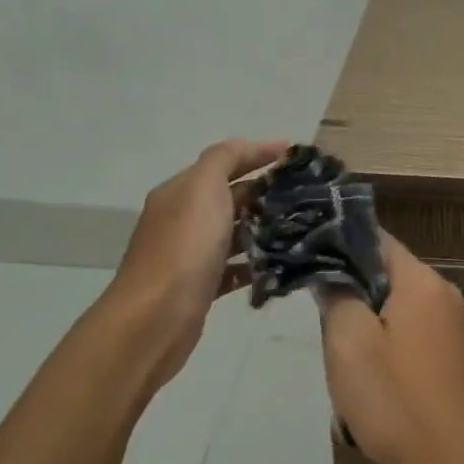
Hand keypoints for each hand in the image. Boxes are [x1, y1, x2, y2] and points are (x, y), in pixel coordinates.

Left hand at [98, 137, 288, 391]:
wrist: (156, 317)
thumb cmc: (184, 247)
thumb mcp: (204, 188)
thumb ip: (225, 159)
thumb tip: (251, 146)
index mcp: (181, 191)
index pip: (224, 161)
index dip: (259, 153)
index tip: (296, 155)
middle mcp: (183, 218)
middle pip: (230, 196)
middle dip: (266, 191)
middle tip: (307, 193)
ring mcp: (190, 254)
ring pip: (234, 232)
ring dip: (264, 227)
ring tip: (302, 227)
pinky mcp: (201, 286)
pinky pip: (234, 268)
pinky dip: (255, 263)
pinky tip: (280, 265)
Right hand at [319, 234, 463, 463]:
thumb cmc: (396, 401)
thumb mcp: (349, 343)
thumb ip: (337, 295)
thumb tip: (331, 270)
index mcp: (422, 281)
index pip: (374, 238)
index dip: (337, 244)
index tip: (305, 261)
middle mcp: (443, 294)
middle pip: (384, 273)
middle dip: (350, 292)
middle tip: (321, 323)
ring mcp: (452, 326)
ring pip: (393, 307)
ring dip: (364, 326)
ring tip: (342, 359)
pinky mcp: (451, 356)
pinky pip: (408, 334)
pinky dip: (384, 347)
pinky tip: (369, 381)